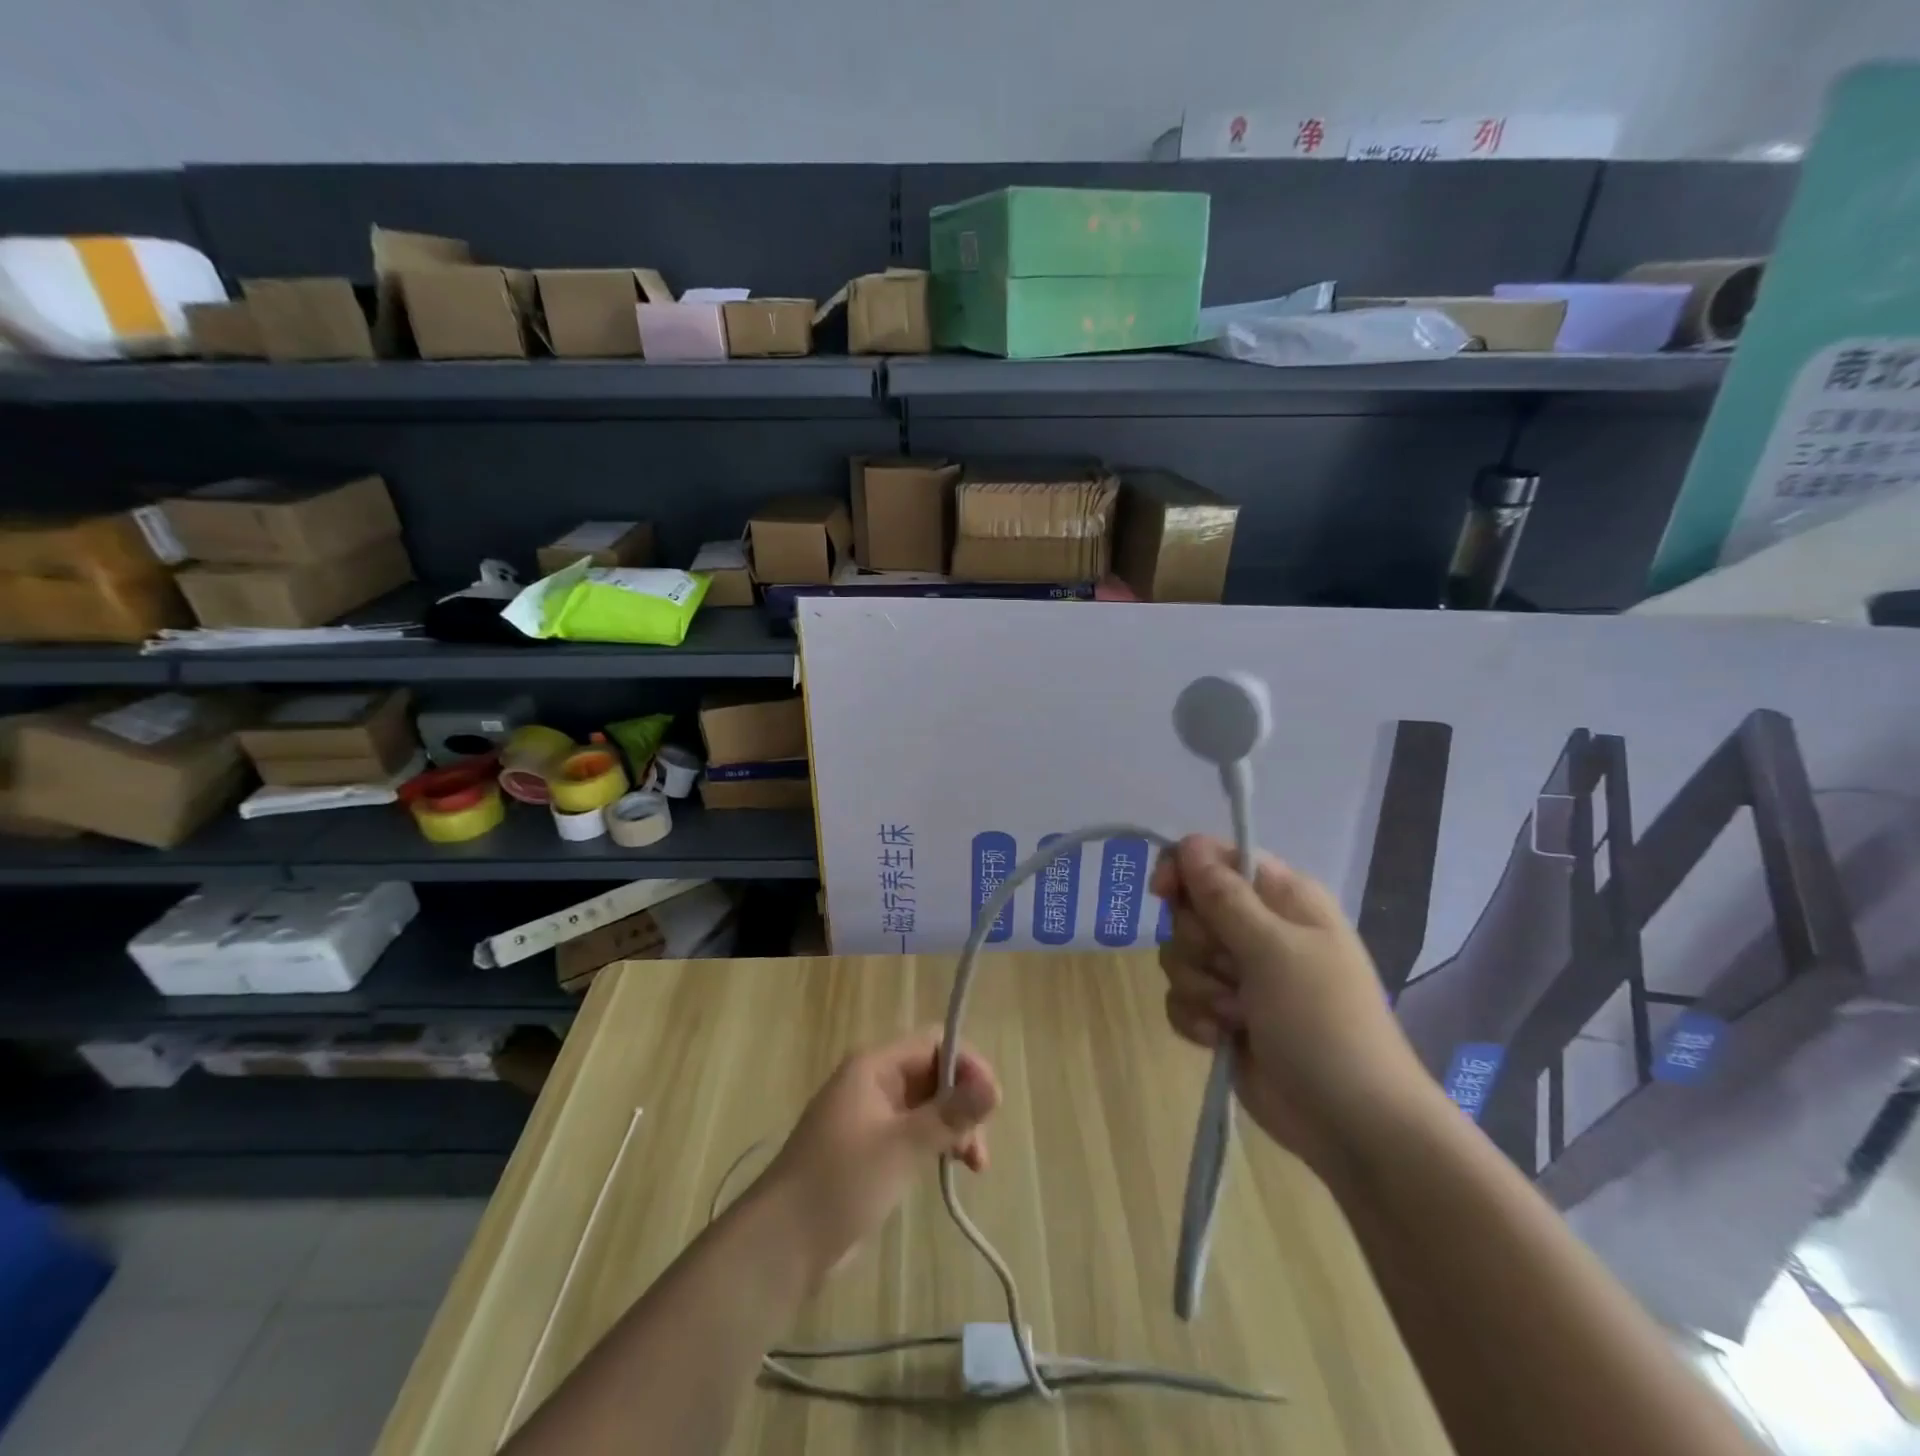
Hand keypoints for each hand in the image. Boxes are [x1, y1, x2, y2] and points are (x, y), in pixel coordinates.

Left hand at [758, 1030, 1000, 1285]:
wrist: (781, 1245)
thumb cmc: (839, 1183)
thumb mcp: (900, 1147)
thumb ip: (949, 1115)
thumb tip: (995, 1085)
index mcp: (874, 1066)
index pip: (934, 1043)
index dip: (967, 1065)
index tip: (992, 1104)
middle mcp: (874, 1081)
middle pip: (934, 1073)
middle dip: (964, 1102)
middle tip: (979, 1147)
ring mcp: (872, 1115)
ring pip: (929, 1104)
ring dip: (955, 1126)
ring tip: (975, 1165)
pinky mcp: (872, 1148)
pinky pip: (915, 1130)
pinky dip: (937, 1143)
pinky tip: (953, 1168)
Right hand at [1151, 835, 1423, 1180]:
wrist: (1351, 1124)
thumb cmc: (1323, 1022)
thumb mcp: (1275, 950)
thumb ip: (1224, 896)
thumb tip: (1187, 845)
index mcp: (1282, 899)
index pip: (1214, 858)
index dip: (1183, 870)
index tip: (1165, 894)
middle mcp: (1258, 929)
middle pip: (1188, 909)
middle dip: (1197, 944)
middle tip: (1233, 970)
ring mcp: (1239, 975)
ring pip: (1178, 955)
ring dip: (1199, 987)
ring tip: (1238, 1016)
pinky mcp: (1222, 1015)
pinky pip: (1179, 997)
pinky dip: (1195, 1018)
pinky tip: (1221, 1038)